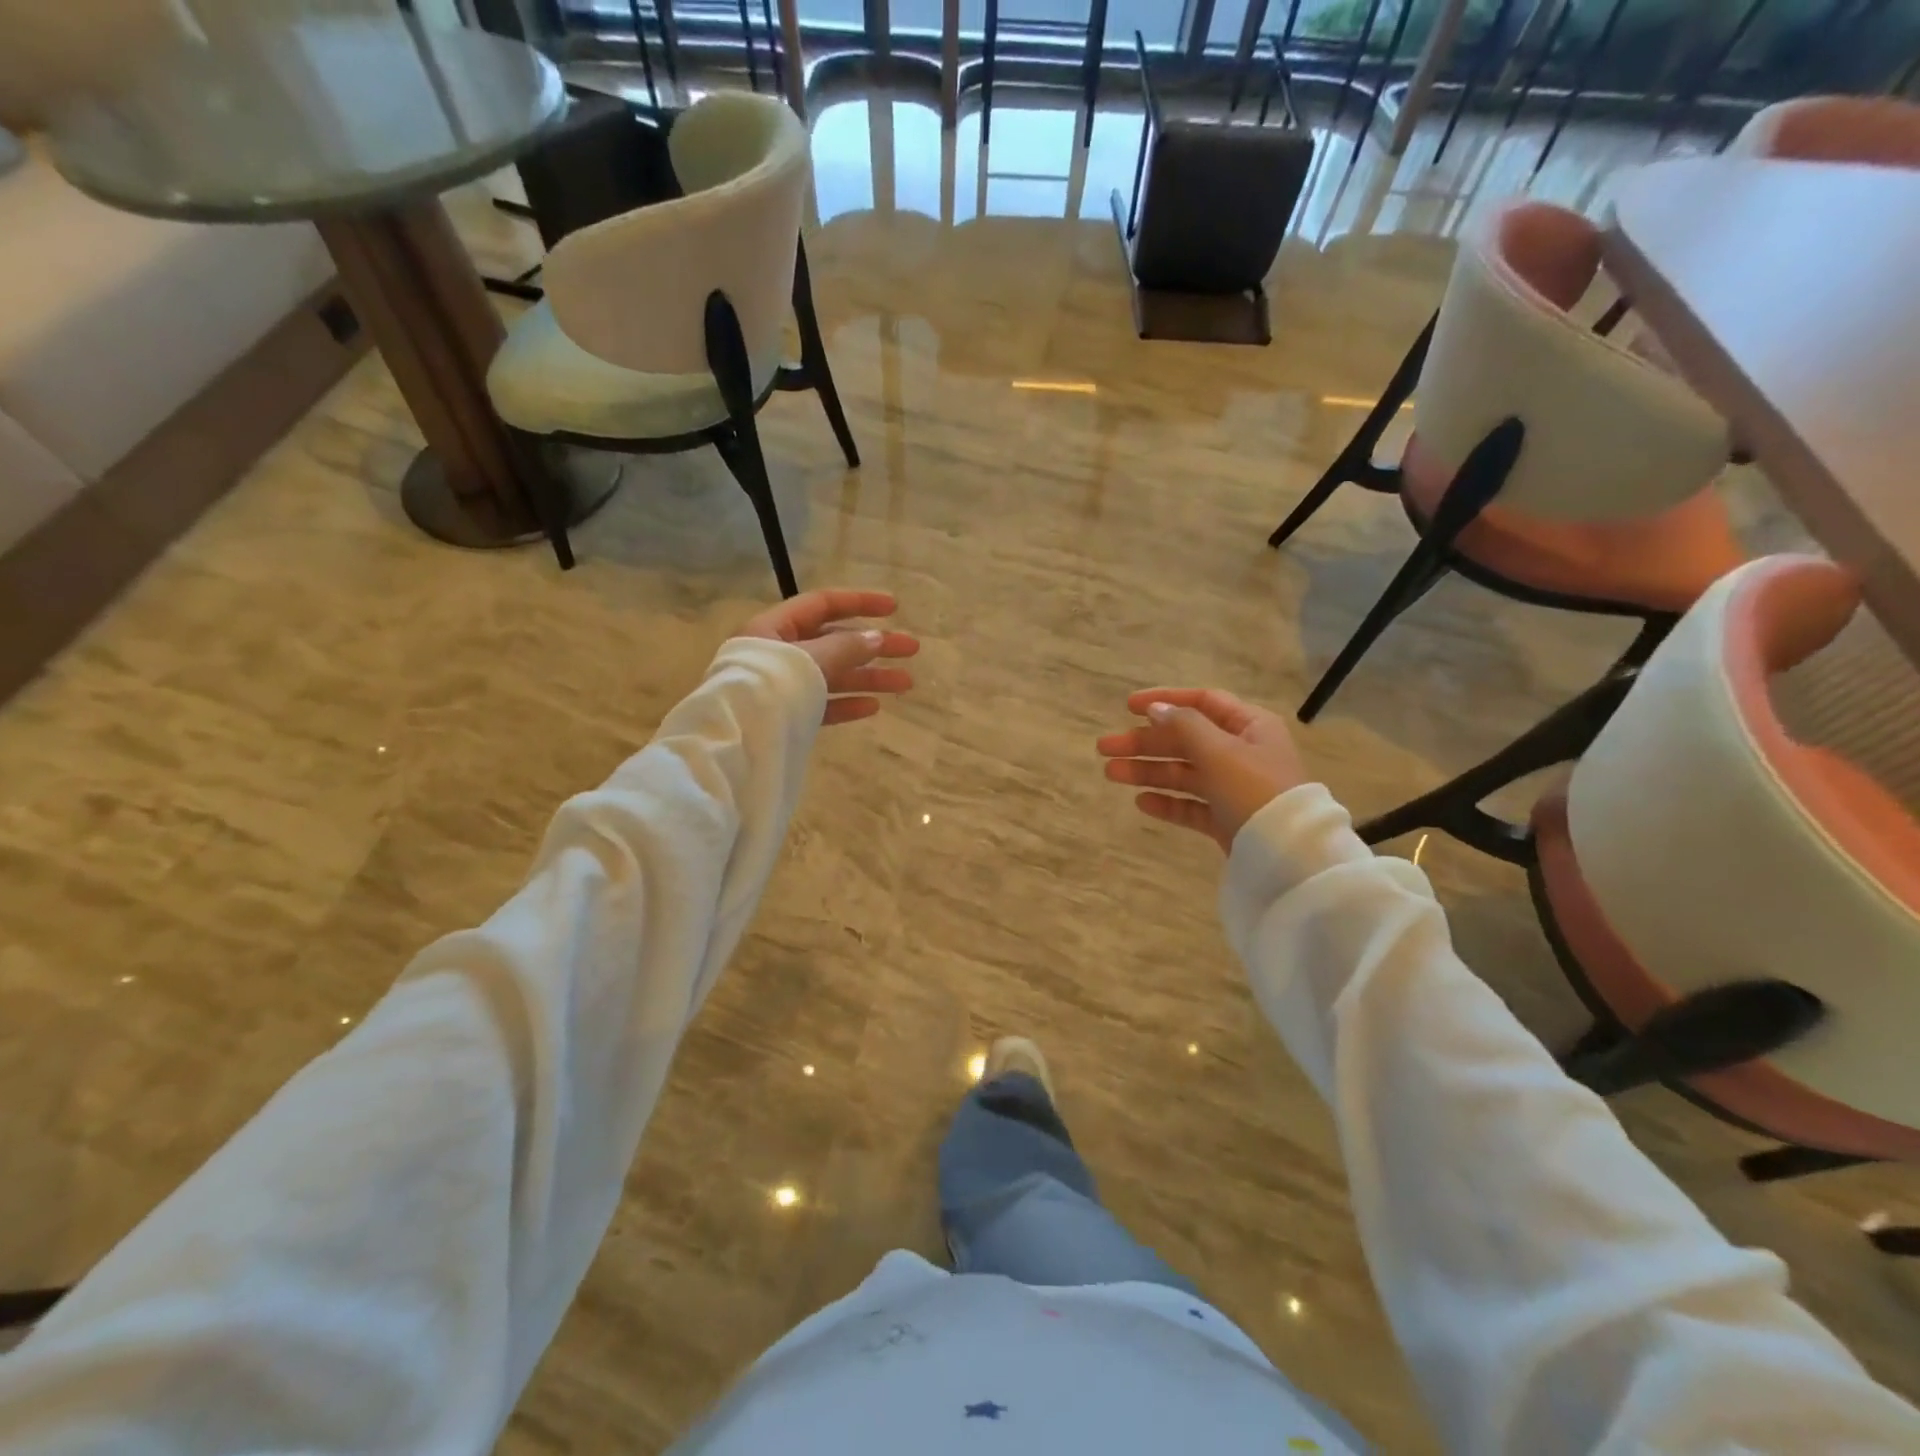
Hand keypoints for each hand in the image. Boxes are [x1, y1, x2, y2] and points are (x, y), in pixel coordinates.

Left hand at [741, 589, 919, 725]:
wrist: (736, 744)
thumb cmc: (769, 688)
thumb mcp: (811, 659)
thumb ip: (846, 647)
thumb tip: (877, 638)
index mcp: (774, 628)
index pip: (822, 605)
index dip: (860, 603)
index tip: (894, 609)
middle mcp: (778, 653)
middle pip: (834, 641)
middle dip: (874, 645)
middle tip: (912, 649)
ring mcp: (783, 687)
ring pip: (833, 676)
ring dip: (869, 677)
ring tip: (906, 683)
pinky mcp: (787, 717)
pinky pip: (821, 705)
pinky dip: (846, 704)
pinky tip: (873, 707)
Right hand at [1096, 688, 1307, 850]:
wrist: (1289, 854)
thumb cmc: (1256, 790)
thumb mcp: (1220, 751)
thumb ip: (1184, 727)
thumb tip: (1155, 709)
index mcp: (1249, 726)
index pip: (1202, 702)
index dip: (1164, 701)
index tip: (1127, 707)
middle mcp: (1242, 752)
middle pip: (1185, 740)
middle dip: (1144, 743)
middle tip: (1105, 748)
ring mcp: (1234, 788)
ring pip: (1184, 773)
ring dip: (1148, 771)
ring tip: (1111, 774)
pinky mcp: (1227, 819)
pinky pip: (1191, 805)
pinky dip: (1168, 802)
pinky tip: (1142, 802)